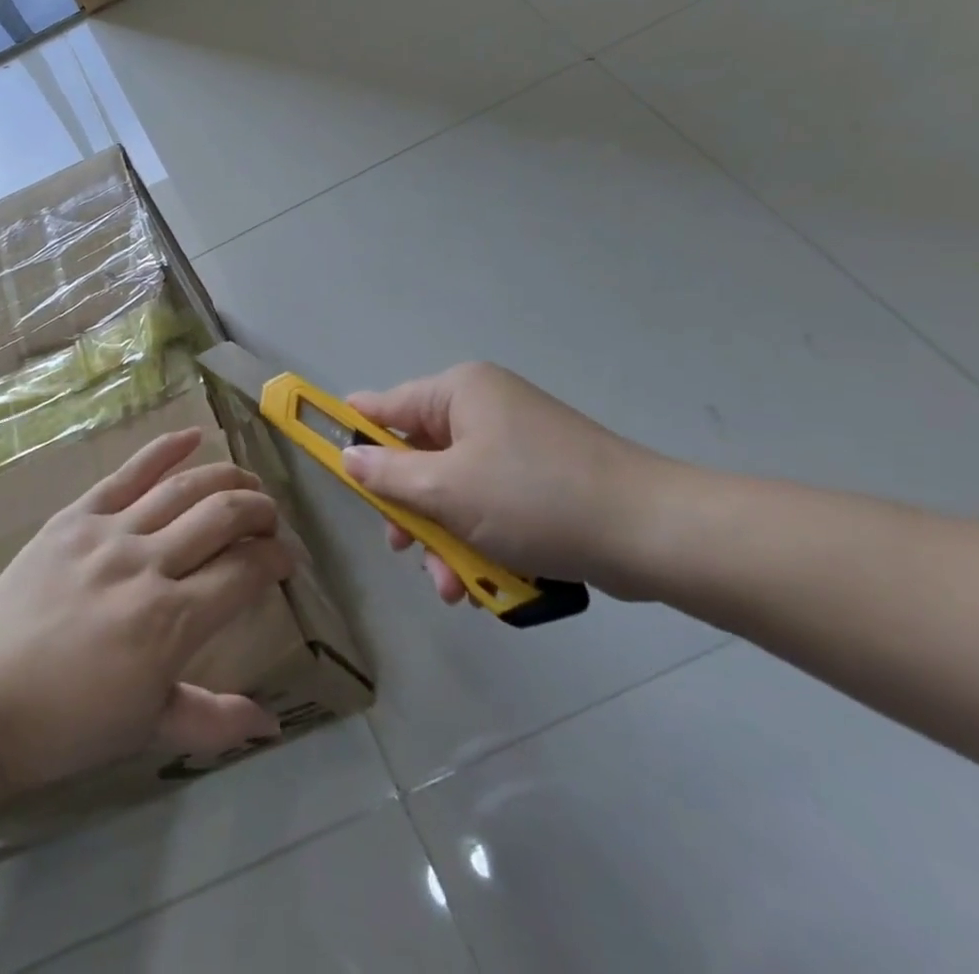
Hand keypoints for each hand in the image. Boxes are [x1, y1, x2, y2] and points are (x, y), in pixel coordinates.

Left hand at [0, 427, 291, 794]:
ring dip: (226, 478)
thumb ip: (213, 720)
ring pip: (183, 488)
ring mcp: (109, 532)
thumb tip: (272, 721)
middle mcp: (148, 564)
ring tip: (248, 482)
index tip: (286, 561)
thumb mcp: (147, 728)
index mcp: (171, 621)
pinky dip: (164, 449)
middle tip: (271, 519)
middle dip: (259, 512)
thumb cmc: (66, 723)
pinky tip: (193, 436)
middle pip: (222, 517)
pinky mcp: (76, 515)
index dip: (275, 560)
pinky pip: (128, 473)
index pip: (244, 572)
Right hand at [343, 363, 662, 602]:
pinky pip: (488, 505)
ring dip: (444, 538)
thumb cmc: (535, 498)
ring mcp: (514, 444)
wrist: (653, 533)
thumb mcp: (447, 489)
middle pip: (417, 455)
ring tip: (453, 587)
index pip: (383, 405)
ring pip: (452, 489)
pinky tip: (483, 584)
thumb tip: (348, 457)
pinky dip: (479, 540)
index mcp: (458, 392)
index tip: (325, 464)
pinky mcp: (540, 480)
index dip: (350, 433)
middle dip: (409, 509)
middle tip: (404, 549)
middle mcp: (483, 408)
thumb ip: (388, 475)